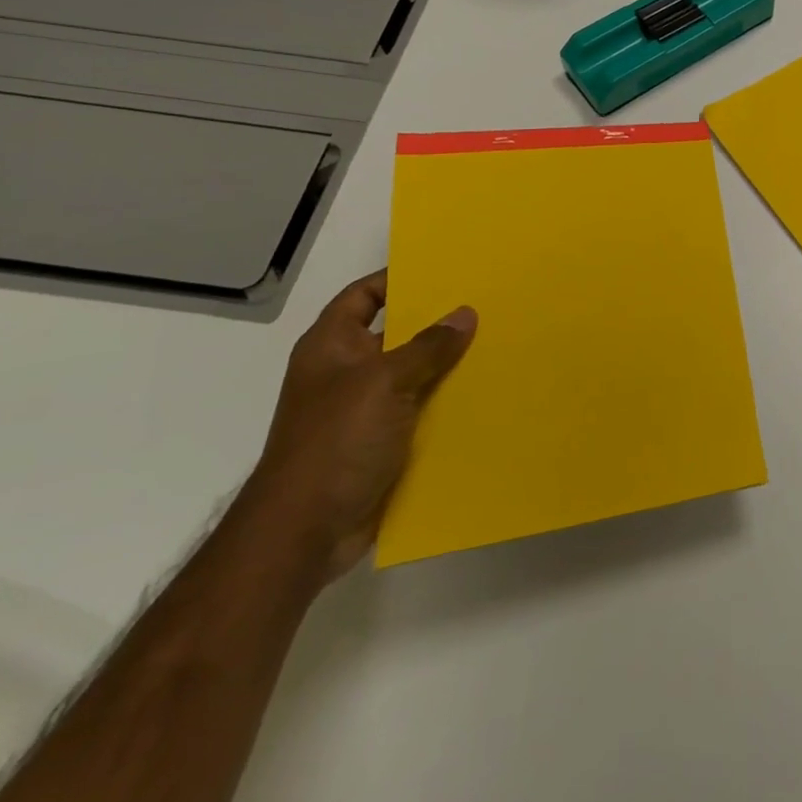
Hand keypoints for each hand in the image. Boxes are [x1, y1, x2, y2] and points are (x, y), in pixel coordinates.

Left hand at [244, 271, 475, 579]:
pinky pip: (420, 410)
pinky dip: (446, 402)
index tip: (444, 269)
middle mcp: (345, 372)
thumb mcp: (384, 382)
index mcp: (331, 347)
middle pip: (395, 334)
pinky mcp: (381, 444)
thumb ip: (427, 346)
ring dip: (447, 365)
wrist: (305, 532)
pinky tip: (484, 393)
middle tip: (485, 304)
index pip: (363, 295)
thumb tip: (465, 314)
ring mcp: (363, 410)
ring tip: (496, 344)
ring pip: (413, 374)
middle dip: (436, 322)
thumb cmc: (335, 441)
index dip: (397, 279)